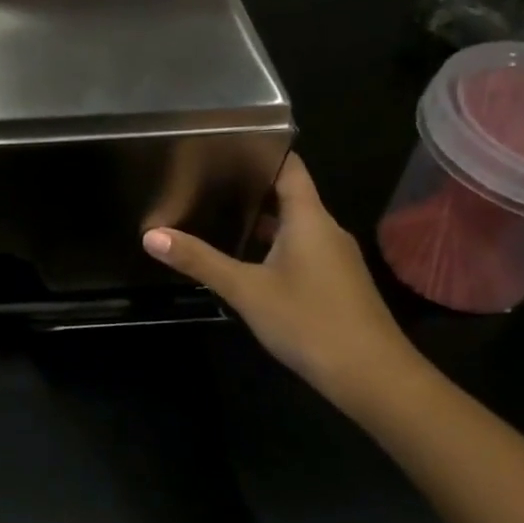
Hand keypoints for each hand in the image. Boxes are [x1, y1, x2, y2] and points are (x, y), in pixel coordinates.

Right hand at [142, 153, 418, 399]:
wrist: (373, 378)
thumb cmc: (309, 322)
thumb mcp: (245, 290)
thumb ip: (199, 261)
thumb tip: (151, 235)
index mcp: (310, 220)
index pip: (289, 168)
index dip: (261, 152)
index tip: (224, 144)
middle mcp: (326, 231)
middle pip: (289, 196)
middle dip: (250, 188)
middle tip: (204, 181)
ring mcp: (334, 259)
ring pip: (294, 227)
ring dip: (260, 221)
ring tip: (215, 216)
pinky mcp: (335, 284)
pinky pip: (300, 251)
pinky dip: (272, 247)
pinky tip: (245, 261)